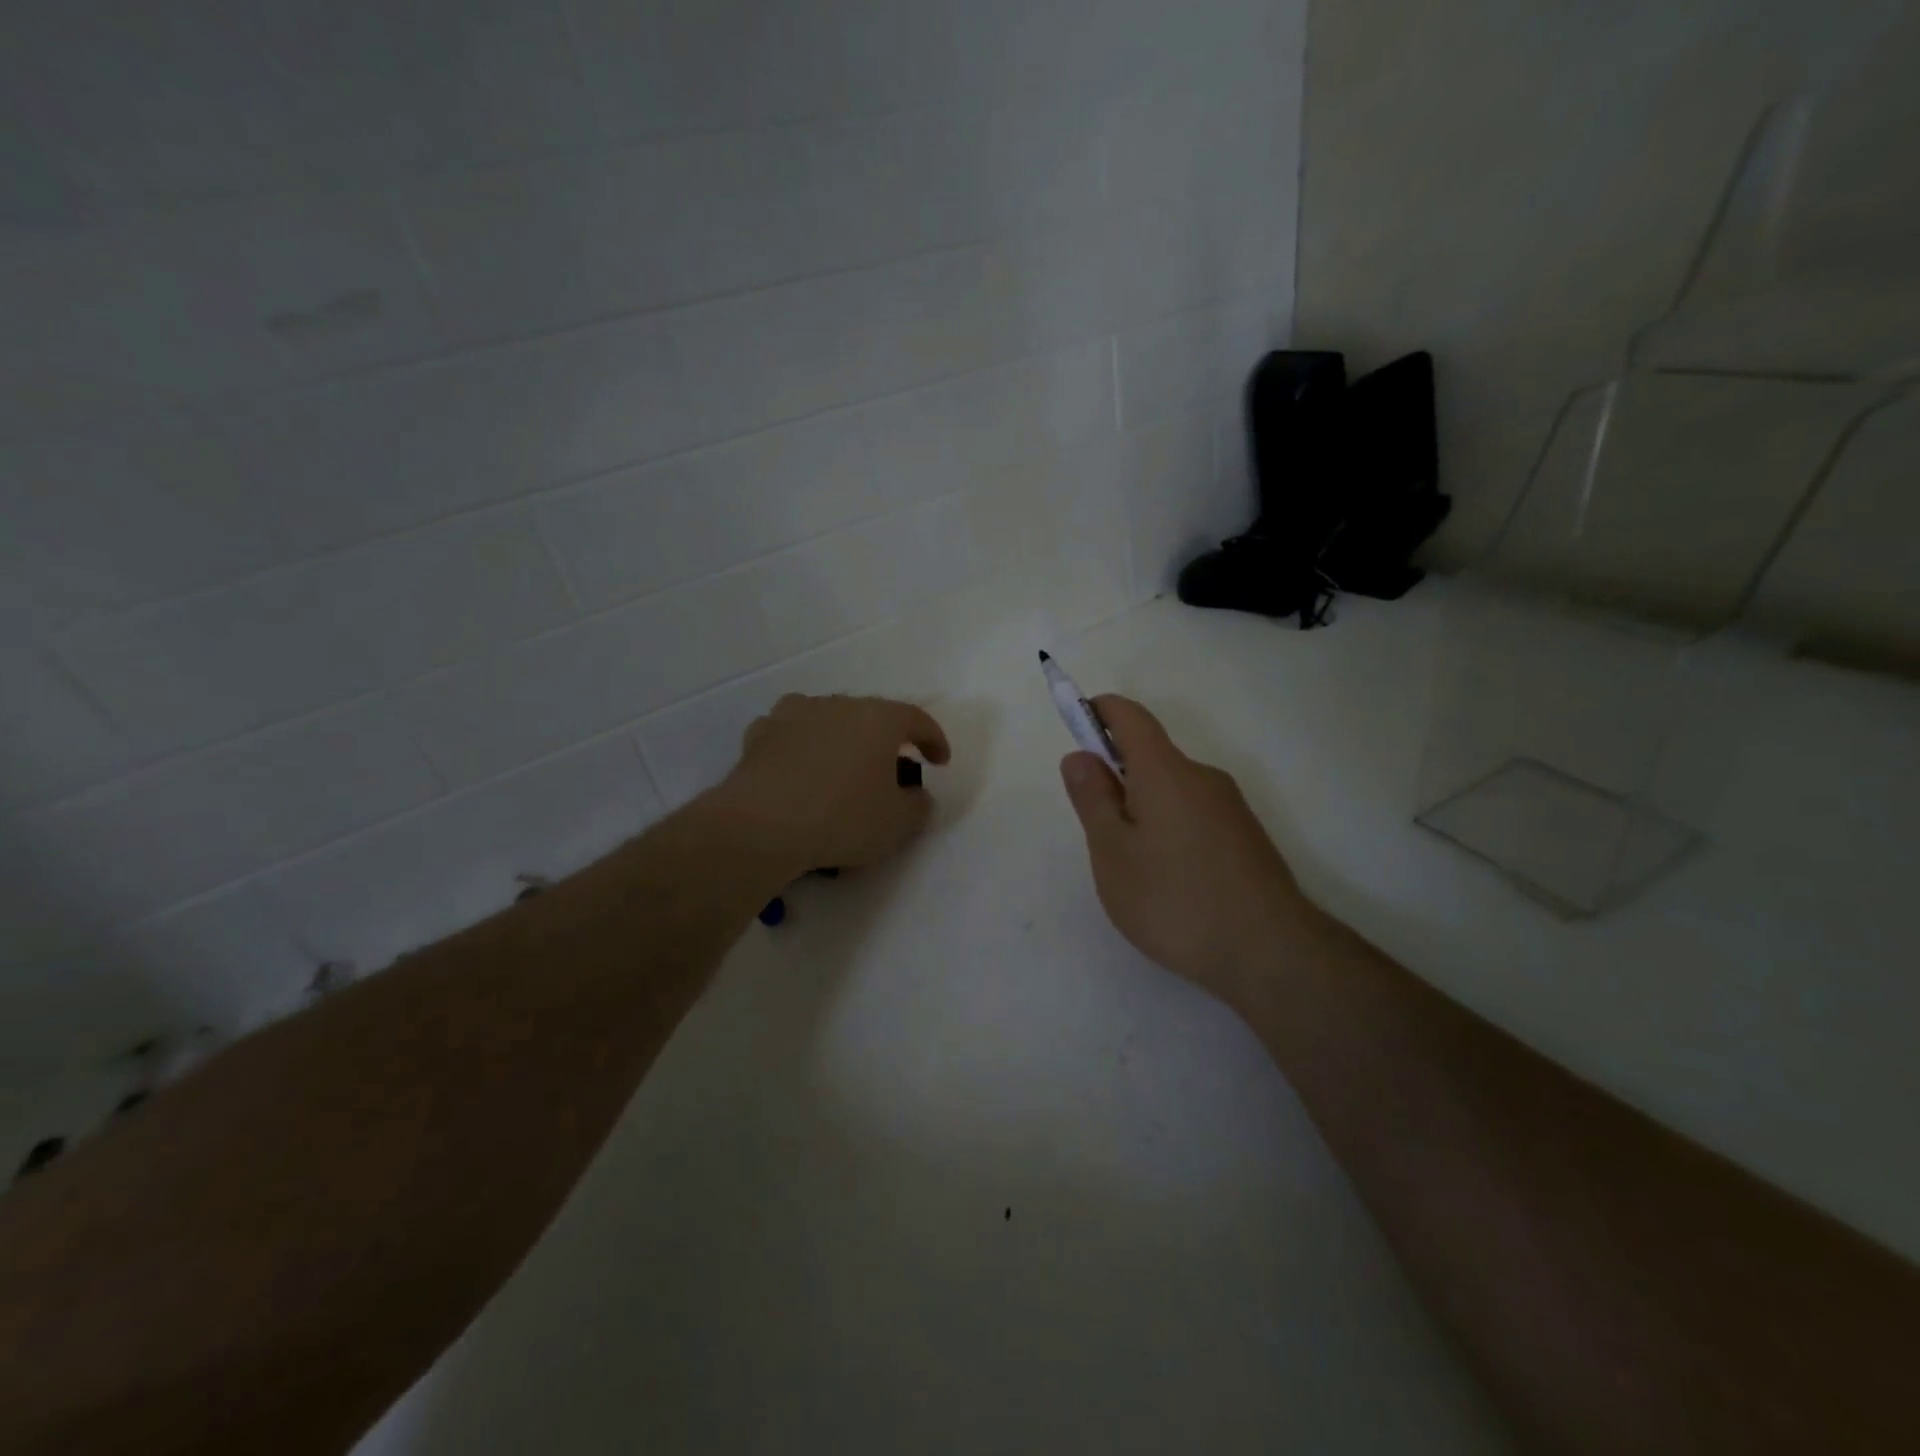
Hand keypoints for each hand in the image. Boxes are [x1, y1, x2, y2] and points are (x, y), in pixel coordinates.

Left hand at [712, 694, 950, 875]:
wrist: (760, 826)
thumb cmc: (842, 818)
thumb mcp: (898, 823)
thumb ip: (918, 806)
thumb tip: (917, 796)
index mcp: (877, 718)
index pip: (916, 718)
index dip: (934, 739)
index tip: (940, 761)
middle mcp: (836, 705)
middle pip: (870, 716)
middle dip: (884, 740)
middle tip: (890, 768)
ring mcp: (792, 715)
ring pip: (826, 720)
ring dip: (839, 739)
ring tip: (841, 767)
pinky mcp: (758, 735)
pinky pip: (789, 736)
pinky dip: (800, 749)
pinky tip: (798, 771)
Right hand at [1059, 696, 1310, 1006]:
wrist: (1270, 952)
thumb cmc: (1175, 900)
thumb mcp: (1113, 853)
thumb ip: (1093, 800)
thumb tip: (1080, 756)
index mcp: (1165, 771)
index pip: (1131, 718)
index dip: (1101, 711)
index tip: (1077, 722)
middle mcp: (1202, 777)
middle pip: (1152, 756)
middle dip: (1117, 774)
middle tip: (1098, 829)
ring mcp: (1230, 807)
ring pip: (1173, 789)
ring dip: (1143, 806)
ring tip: (1133, 867)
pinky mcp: (1246, 836)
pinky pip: (1195, 813)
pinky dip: (1169, 827)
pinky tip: (1169, 879)